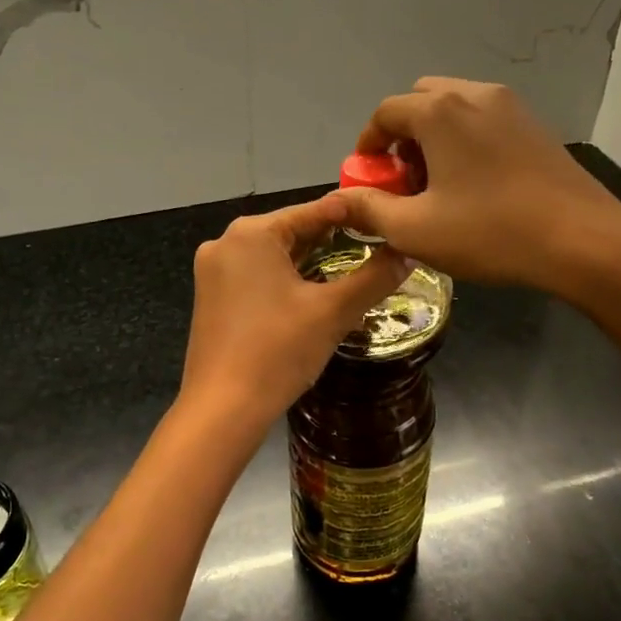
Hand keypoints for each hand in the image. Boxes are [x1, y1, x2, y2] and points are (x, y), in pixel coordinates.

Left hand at [180, 193, 407, 425]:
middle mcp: (225, 243)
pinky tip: (313, 293)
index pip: (312, 211)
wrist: (222, 410)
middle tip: (376, 246)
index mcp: (251, 233)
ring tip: (353, 268)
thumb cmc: (277, 351)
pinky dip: (285, 280)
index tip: (386, 218)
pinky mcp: (211, 298)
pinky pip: (256, 276)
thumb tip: (409, 252)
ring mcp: (213, 272)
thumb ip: (374, 277)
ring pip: (273, 256)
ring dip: (310, 262)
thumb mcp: (333, 312)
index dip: (353, 214)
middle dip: (332, 240)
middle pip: (290, 231)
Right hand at [336, 77, 620, 301]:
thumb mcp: (414, 229)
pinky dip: (466, 141)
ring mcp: (512, 107)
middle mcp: (474, 94)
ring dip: (435, 138)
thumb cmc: (490, 232)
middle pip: (421, 101)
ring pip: (455, 108)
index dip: (368, 146)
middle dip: (403, 137)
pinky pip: (485, 120)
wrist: (584, 241)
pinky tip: (477, 185)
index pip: (385, 113)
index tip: (370, 181)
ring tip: (440, 185)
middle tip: (405, 181)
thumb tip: (340, 200)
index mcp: (439, 111)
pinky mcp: (537, 126)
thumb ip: (368, 209)